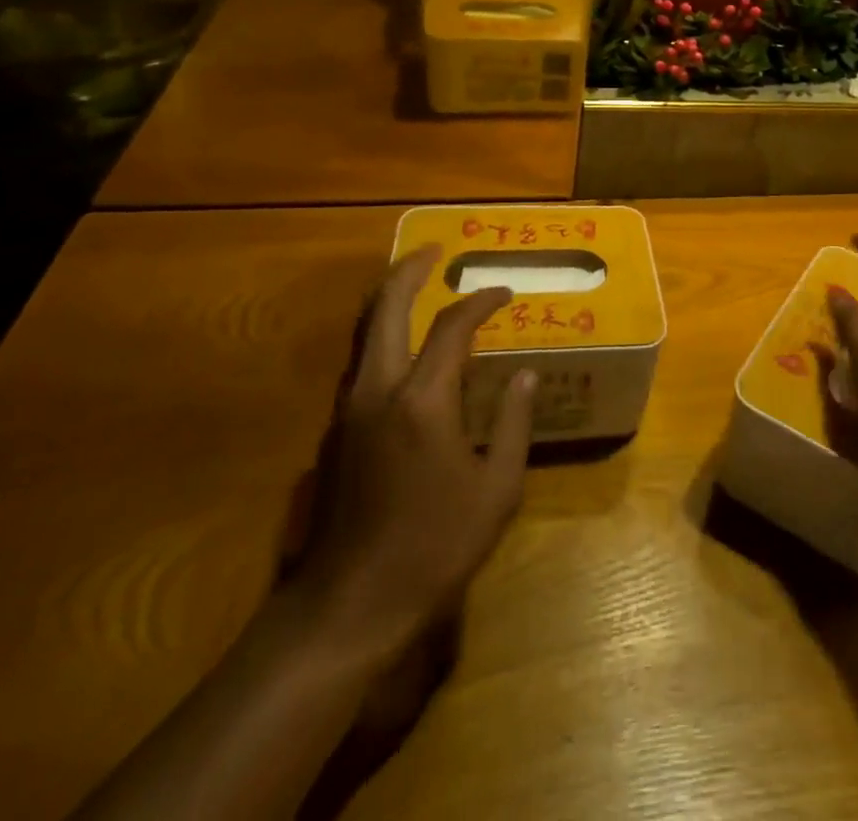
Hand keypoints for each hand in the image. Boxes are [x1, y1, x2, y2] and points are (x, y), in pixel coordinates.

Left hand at [285, 245, 535, 666]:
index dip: (481, 302)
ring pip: (363, 333)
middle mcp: (377, 391)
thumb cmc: (433, 547)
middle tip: (434, 251)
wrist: (347, 607)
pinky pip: (359, 363)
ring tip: (416, 286)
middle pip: (385, 309)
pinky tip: (404, 350)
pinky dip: (381, 337)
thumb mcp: (496, 489)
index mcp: (422, 401)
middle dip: (409, 272)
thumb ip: (513, 423)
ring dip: (388, 301)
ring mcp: (348, 410)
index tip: (504, 293)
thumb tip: (523, 375)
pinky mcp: (334, 432)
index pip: (453, 327)